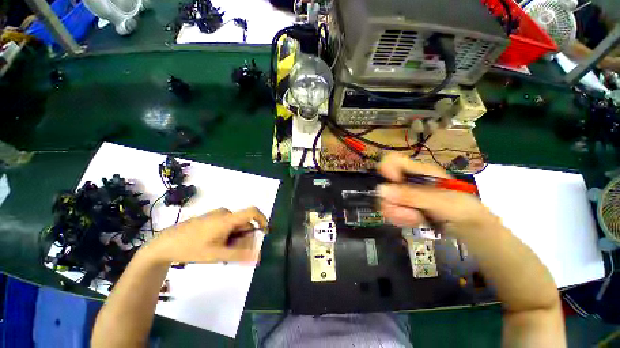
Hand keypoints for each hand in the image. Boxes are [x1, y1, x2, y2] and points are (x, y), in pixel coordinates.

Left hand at [145, 207, 267, 263]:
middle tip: (236, 253)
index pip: (252, 211)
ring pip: (235, 225)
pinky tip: (217, 246)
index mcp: (227, 218)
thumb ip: (239, 255)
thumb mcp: (217, 254)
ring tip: (224, 253)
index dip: (262, 219)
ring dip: (235, 238)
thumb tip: (258, 257)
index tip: (265, 232)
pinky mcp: (211, 218)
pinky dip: (228, 235)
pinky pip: (227, 224)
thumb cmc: (191, 248)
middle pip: (244, 223)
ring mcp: (216, 214)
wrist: (164, 244)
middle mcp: (224, 213)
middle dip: (244, 237)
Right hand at [377, 153, 498, 237]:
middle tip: (409, 212)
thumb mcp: (442, 201)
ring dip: (398, 213)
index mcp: (418, 171)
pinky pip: (390, 211)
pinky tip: (414, 221)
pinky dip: (400, 219)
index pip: (392, 160)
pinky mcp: (402, 207)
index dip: (386, 169)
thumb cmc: (462, 208)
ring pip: (385, 201)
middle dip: (393, 202)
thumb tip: (381, 189)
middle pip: (384, 185)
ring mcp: (403, 195)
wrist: (470, 226)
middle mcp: (407, 181)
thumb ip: (412, 195)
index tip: (392, 183)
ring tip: (416, 219)